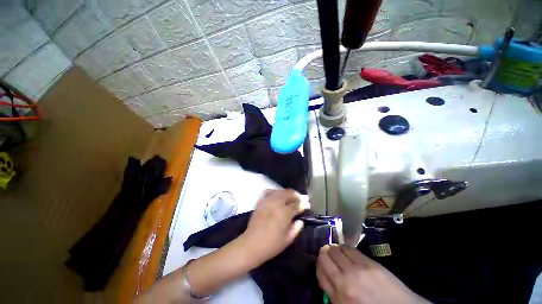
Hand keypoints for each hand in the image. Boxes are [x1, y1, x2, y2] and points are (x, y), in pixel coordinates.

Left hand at [239, 189, 306, 265]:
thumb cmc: (271, 245)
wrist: (251, 245)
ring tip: (291, 195)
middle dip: (296, 196)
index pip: (296, 205)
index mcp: (284, 213)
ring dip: (287, 192)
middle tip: (301, 199)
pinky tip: (277, 194)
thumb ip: (296, 228)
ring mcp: (267, 201)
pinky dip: (274, 191)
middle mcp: (276, 204)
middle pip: (288, 194)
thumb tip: (300, 220)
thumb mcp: (287, 239)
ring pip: (279, 191)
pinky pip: (268, 192)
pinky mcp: (260, 202)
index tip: (307, 205)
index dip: (303, 205)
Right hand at [317, 245, 429, 303]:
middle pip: (325, 257)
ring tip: (337, 252)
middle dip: (324, 253)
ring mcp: (358, 271)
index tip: (321, 263)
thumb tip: (325, 276)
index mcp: (339, 298)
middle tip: (327, 254)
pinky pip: (350, 249)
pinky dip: (345, 248)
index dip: (319, 264)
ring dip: (334, 249)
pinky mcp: (370, 263)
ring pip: (336, 249)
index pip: (320, 272)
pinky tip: (347, 251)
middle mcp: (345, 281)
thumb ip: (333, 293)